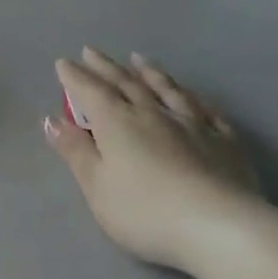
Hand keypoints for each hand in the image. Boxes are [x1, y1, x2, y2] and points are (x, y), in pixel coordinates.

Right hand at [45, 49, 261, 270]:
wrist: (220, 227)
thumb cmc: (146, 211)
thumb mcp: (98, 187)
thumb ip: (75, 152)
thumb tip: (51, 120)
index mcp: (118, 122)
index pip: (91, 91)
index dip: (75, 76)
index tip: (64, 63)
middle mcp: (153, 113)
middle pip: (126, 83)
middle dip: (105, 67)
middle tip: (91, 51)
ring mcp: (193, 124)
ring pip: (167, 90)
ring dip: (149, 73)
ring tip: (138, 59)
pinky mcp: (226, 141)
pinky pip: (207, 110)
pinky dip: (194, 98)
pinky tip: (192, 95)